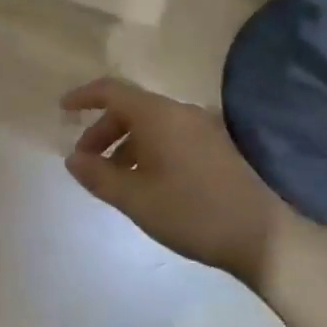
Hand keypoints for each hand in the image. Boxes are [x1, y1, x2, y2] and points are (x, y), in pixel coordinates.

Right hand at [60, 77, 296, 285]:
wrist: (265, 236)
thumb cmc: (193, 212)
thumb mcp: (136, 199)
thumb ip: (98, 176)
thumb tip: (72, 159)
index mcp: (158, 115)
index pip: (111, 91)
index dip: (83, 97)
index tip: (62, 110)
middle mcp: (180, 112)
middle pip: (130, 109)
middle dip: (102, 131)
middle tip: (86, 162)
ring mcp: (203, 128)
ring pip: (151, 125)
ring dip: (125, 145)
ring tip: (114, 179)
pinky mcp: (217, 146)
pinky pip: (171, 136)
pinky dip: (148, 150)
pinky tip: (147, 183)